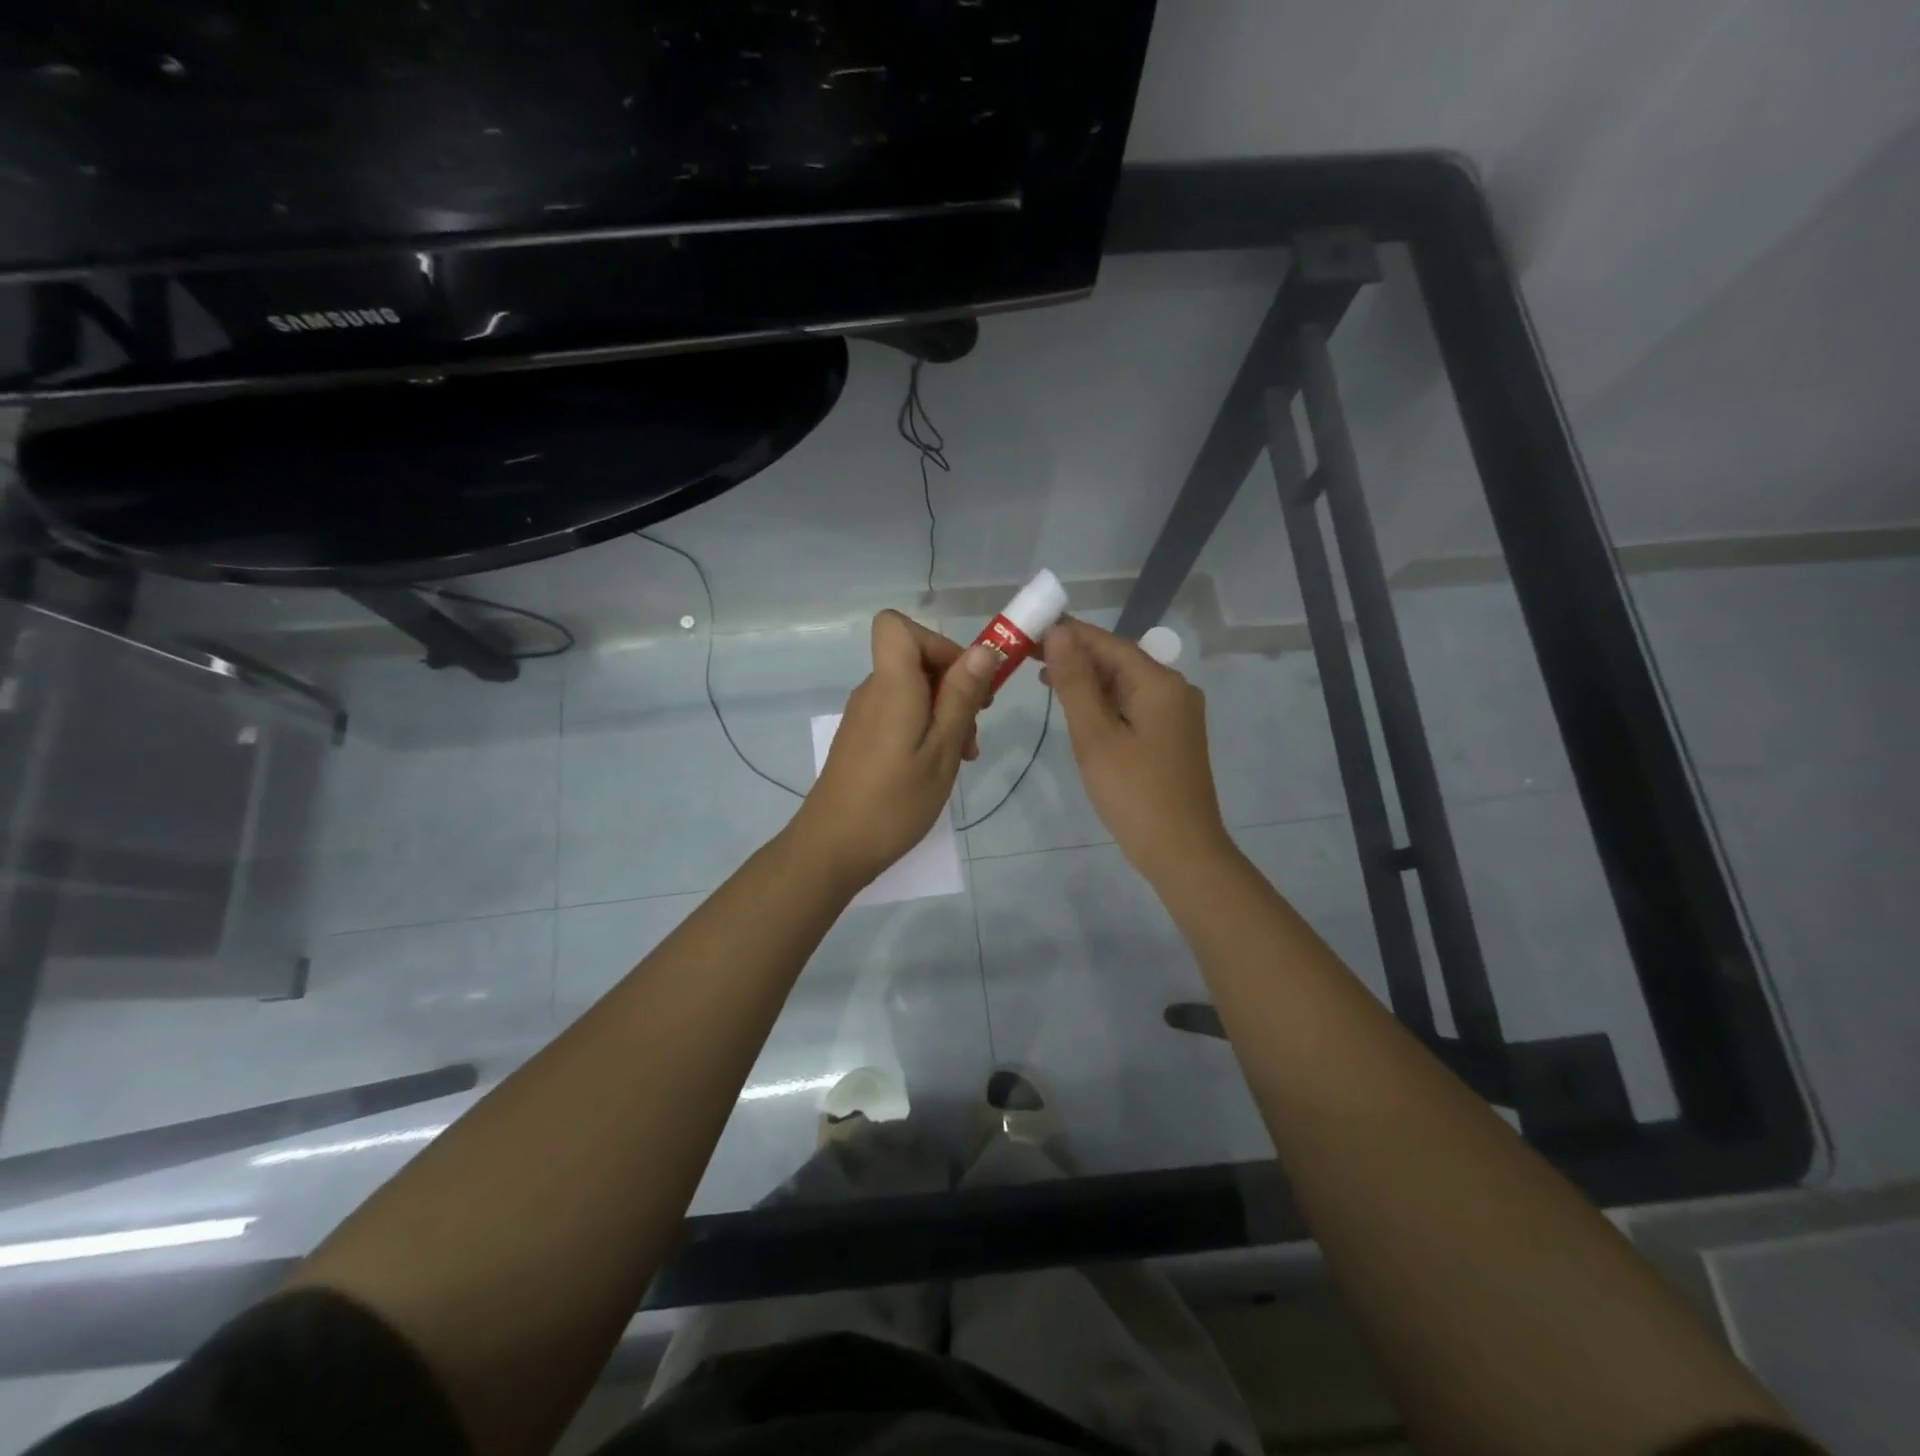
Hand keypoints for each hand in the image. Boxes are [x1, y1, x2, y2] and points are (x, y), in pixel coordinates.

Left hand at [793, 610, 997, 888]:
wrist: (833, 848)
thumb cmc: (894, 802)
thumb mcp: (942, 750)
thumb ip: (961, 697)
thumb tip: (983, 650)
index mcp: (891, 685)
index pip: (896, 625)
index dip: (936, 642)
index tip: (964, 679)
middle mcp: (872, 691)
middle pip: (914, 659)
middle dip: (954, 685)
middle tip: (975, 729)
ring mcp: (864, 715)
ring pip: (911, 690)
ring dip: (944, 712)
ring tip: (963, 756)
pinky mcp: (861, 738)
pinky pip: (899, 713)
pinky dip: (924, 728)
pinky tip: (936, 766)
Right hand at [1042, 617, 1231, 880]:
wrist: (1181, 852)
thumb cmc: (1134, 793)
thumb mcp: (1095, 735)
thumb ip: (1075, 682)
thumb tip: (1058, 632)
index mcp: (1160, 683)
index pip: (1108, 643)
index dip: (1068, 633)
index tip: (1028, 628)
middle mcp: (1174, 689)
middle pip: (1118, 660)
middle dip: (1075, 656)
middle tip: (1026, 656)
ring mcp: (1176, 714)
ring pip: (1124, 684)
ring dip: (1087, 680)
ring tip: (1043, 679)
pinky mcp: (1171, 736)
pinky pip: (1133, 705)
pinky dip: (1104, 702)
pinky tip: (1078, 708)